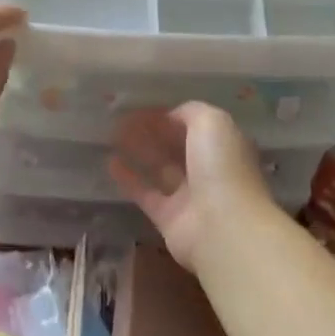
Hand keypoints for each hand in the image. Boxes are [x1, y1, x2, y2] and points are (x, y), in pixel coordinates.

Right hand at [108, 103, 282, 270]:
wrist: (222, 228)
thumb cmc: (221, 167)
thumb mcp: (212, 122)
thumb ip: (191, 112)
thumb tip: (171, 115)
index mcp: (224, 146)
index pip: (195, 126)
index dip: (170, 116)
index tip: (143, 107)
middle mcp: (208, 170)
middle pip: (177, 146)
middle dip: (153, 132)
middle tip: (123, 119)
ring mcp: (189, 195)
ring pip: (160, 168)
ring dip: (139, 151)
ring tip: (113, 135)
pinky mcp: (168, 217)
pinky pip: (145, 193)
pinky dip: (128, 178)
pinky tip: (110, 162)